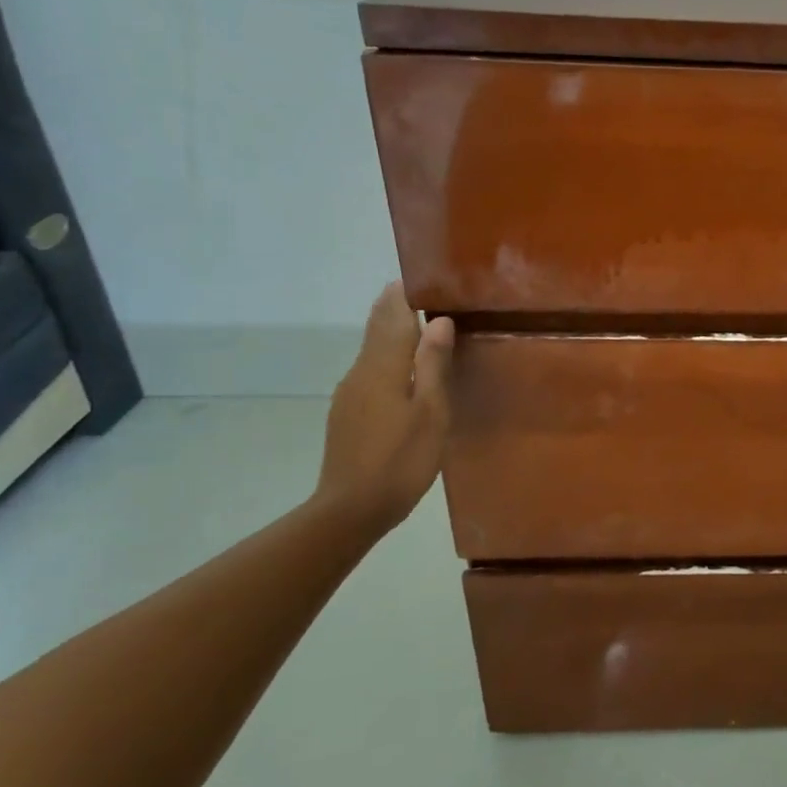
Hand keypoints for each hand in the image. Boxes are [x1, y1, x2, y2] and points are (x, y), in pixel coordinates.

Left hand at [312, 283, 455, 532]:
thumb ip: (432, 364)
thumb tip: (438, 321)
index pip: (391, 316)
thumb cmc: (400, 459)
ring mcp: (350, 394)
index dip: (403, 294)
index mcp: (382, 367)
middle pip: (377, 329)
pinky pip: (371, 371)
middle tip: (423, 292)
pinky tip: (405, 370)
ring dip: (393, 333)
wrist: (350, 510)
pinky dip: (388, 358)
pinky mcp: (348, 414)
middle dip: (395, 308)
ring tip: (422, 325)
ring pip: (373, 351)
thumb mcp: (430, 412)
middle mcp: (360, 372)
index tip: (421, 276)